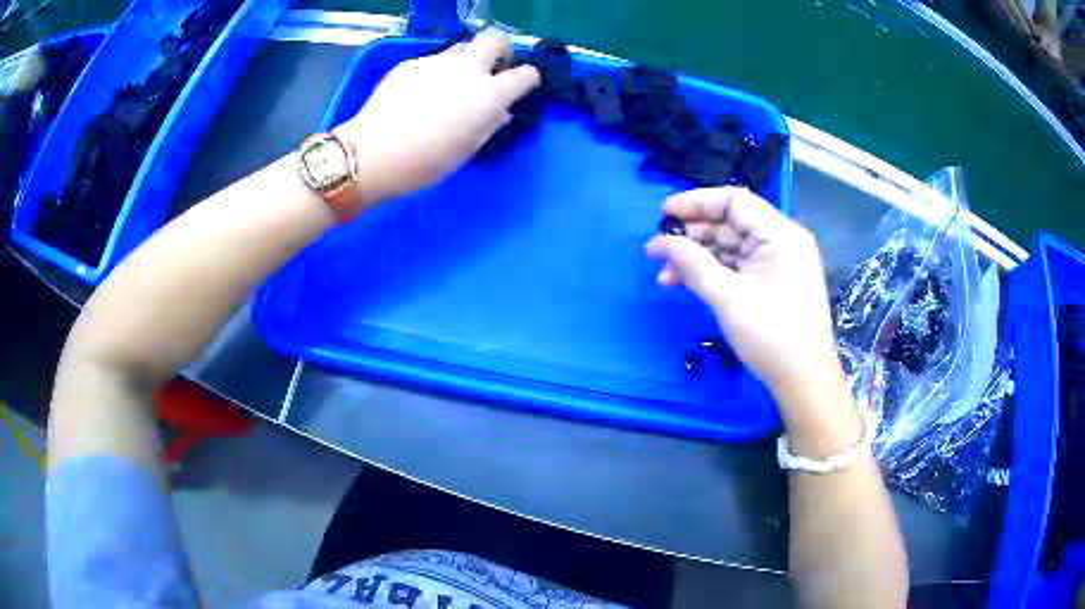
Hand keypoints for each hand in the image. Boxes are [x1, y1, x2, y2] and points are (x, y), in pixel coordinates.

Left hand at [334, 31, 540, 206]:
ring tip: (454, 83)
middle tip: (492, 70)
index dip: (528, 79)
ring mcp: (436, 62)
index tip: (522, 86)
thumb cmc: (425, 162)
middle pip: (494, 39)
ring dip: (468, 60)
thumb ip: (489, 124)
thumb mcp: (466, 149)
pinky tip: (421, 93)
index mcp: (488, 95)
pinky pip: (433, 60)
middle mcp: (467, 70)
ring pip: (462, 47)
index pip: (525, 74)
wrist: (372, 154)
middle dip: (500, 51)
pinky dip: (437, 71)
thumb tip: (500, 111)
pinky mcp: (410, 63)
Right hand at [645, 187, 844, 401]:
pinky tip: (688, 284)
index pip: (734, 201)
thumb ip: (692, 264)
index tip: (663, 213)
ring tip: (666, 277)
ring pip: (732, 248)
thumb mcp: (728, 297)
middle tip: (657, 252)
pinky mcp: (774, 283)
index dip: (696, 203)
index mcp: (780, 234)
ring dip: (699, 259)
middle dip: (693, 237)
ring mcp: (779, 264)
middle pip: (731, 224)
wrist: (804, 381)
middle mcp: (782, 241)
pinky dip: (714, 273)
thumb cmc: (771, 335)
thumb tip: (659, 242)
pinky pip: (739, 268)